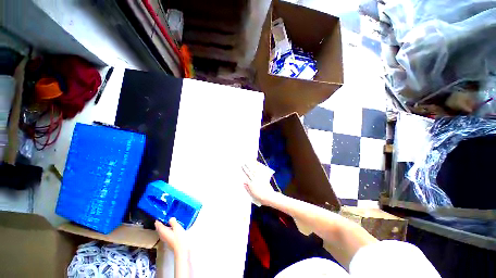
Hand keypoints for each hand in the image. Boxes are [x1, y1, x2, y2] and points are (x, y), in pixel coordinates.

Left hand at [155, 218, 187, 254]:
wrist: (182, 249)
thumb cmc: (179, 238)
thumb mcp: (177, 228)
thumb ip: (173, 222)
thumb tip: (170, 218)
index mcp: (164, 232)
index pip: (158, 226)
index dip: (158, 221)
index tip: (158, 217)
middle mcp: (163, 236)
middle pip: (159, 230)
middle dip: (159, 225)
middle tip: (161, 220)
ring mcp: (166, 240)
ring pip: (162, 233)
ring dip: (163, 228)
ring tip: (166, 224)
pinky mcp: (170, 242)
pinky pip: (166, 235)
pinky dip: (166, 231)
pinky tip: (171, 230)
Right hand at [243, 164, 277, 204]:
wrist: (268, 196)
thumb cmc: (260, 197)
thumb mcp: (251, 194)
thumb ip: (247, 188)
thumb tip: (243, 183)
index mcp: (250, 184)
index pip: (246, 176)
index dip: (244, 171)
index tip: (242, 167)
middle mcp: (254, 180)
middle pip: (249, 172)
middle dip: (246, 167)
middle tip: (244, 163)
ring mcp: (259, 178)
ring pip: (254, 171)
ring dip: (251, 166)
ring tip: (250, 163)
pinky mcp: (264, 178)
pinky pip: (260, 172)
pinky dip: (258, 168)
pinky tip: (257, 165)